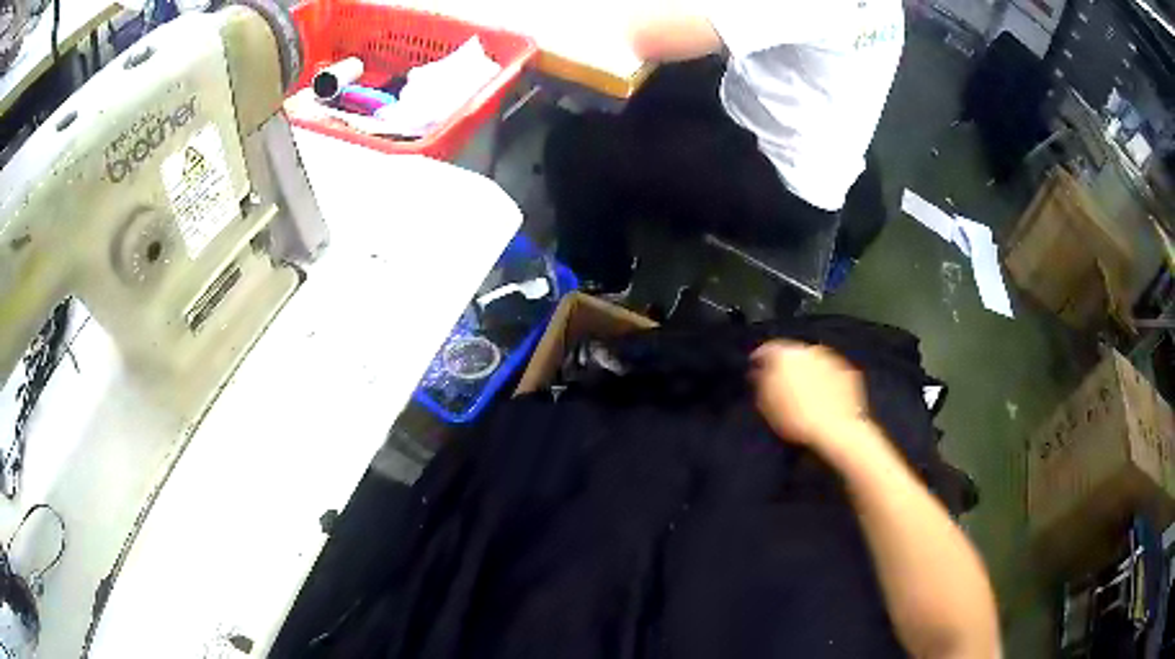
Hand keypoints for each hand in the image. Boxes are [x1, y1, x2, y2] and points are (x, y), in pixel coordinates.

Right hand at [750, 341, 869, 448]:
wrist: (836, 430)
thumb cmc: (796, 418)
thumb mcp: (767, 404)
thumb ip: (761, 382)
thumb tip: (757, 372)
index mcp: (785, 354)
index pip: (767, 349)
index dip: (760, 359)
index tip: (756, 369)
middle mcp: (809, 349)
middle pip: (793, 354)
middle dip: (787, 366)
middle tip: (782, 384)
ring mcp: (832, 359)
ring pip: (814, 361)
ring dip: (808, 371)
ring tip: (806, 393)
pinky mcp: (849, 372)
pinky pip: (831, 372)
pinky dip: (826, 379)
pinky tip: (824, 396)